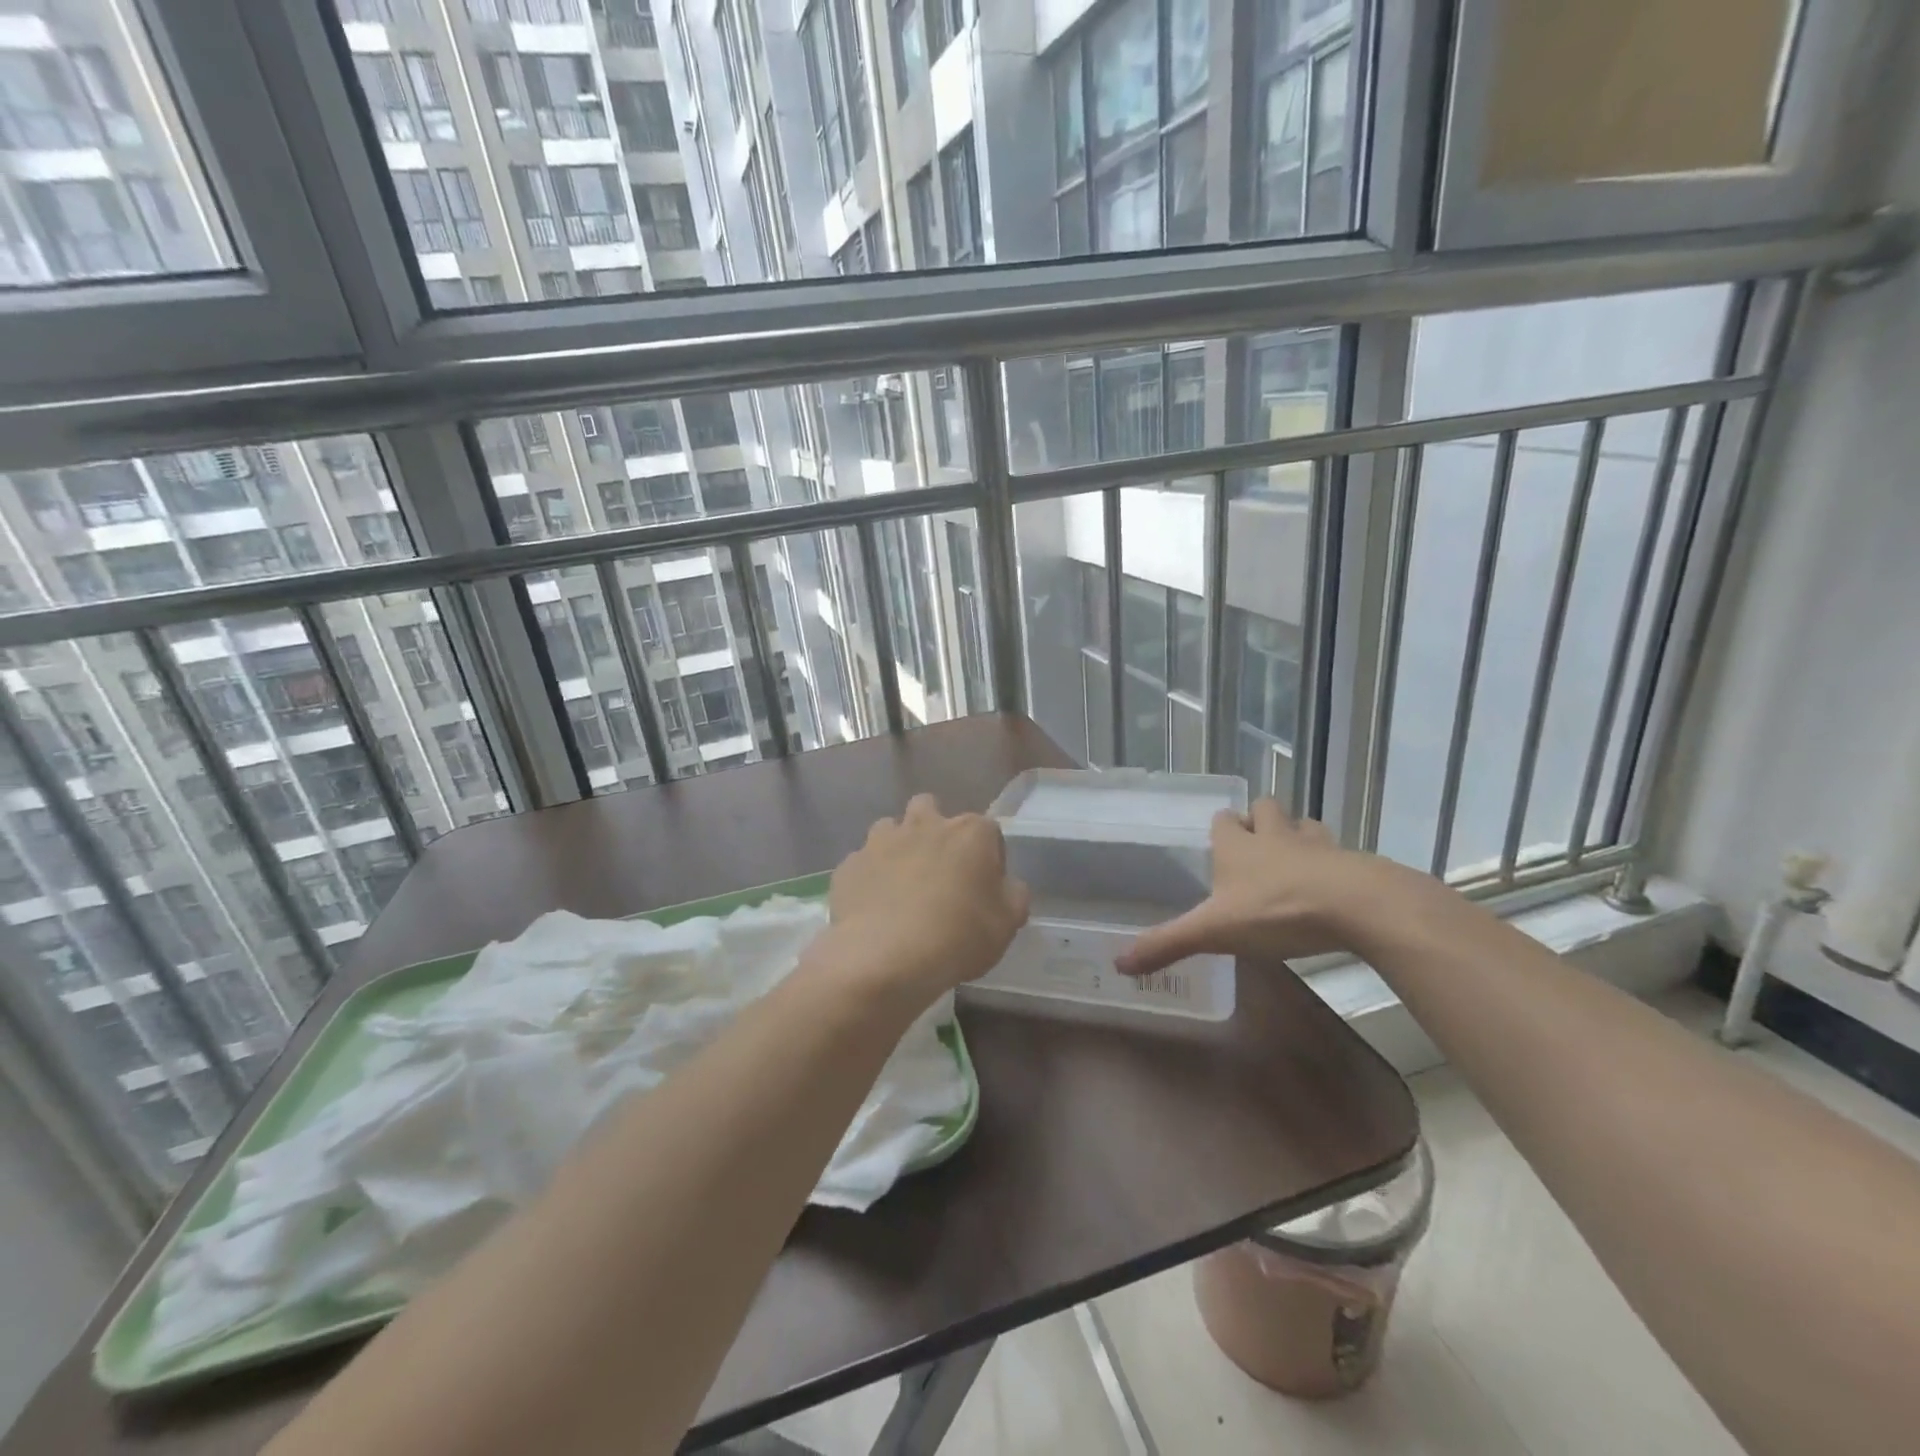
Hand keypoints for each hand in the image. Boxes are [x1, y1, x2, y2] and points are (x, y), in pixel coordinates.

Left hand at [822, 794, 1030, 1007]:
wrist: (884, 957)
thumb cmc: (957, 937)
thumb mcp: (1007, 924)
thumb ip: (1013, 896)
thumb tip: (1007, 886)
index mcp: (970, 832)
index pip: (988, 832)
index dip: (989, 858)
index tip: (985, 887)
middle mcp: (925, 824)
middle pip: (930, 809)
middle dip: (934, 830)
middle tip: (938, 871)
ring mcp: (881, 841)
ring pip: (890, 829)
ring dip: (898, 848)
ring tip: (900, 887)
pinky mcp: (849, 865)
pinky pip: (862, 864)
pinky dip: (869, 879)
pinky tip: (872, 908)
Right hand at [1117, 800, 1409, 976]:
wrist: (1356, 906)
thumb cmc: (1276, 910)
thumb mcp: (1214, 932)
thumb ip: (1168, 944)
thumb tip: (1119, 964)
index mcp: (1238, 846)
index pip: (1223, 819)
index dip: (1222, 827)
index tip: (1219, 842)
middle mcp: (1275, 835)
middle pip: (1265, 808)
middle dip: (1260, 819)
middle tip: (1256, 846)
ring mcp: (1317, 845)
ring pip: (1304, 825)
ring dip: (1297, 836)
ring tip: (1294, 861)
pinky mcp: (1353, 862)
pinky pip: (1340, 853)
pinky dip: (1333, 863)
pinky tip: (1331, 886)